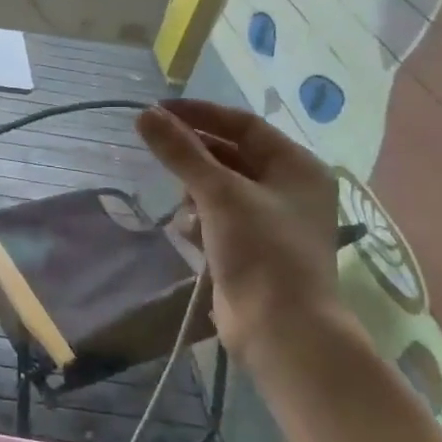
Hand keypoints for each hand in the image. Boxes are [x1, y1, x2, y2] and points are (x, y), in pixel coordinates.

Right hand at [136, 100, 343, 353]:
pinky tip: (189, 234)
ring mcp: (271, 220)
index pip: (243, 125)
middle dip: (195, 156)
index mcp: (297, 167)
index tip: (157, 111)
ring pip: (220, 187)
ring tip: (184, 207)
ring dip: (195, 192)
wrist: (281, 330)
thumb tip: (144, 115)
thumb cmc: (261, 252)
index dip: (200, 114)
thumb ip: (181, 152)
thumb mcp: (219, 194)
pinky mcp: (252, 248)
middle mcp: (289, 188)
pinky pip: (218, 217)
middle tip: (157, 152)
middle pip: (231, 154)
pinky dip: (200, 220)